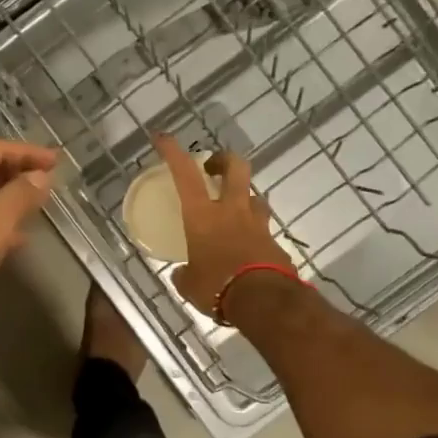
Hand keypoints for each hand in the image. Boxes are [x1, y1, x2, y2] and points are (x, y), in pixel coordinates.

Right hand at [153, 133, 294, 315]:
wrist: (264, 301)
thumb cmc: (216, 287)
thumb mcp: (189, 284)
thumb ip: (185, 274)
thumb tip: (182, 274)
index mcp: (203, 215)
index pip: (185, 174)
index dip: (173, 152)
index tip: (162, 137)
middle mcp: (232, 211)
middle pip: (235, 168)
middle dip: (224, 160)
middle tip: (214, 167)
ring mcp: (257, 224)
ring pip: (255, 197)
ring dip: (245, 198)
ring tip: (235, 210)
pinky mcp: (275, 243)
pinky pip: (264, 230)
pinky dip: (254, 234)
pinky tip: (248, 249)